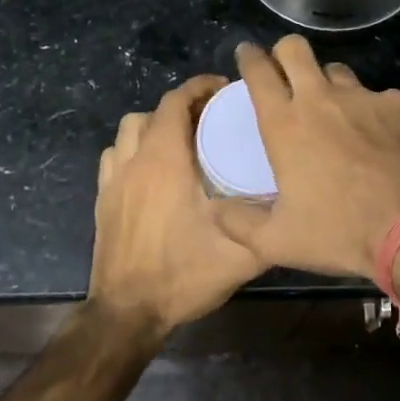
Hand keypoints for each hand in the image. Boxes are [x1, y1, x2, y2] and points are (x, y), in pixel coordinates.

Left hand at [88, 75, 266, 334]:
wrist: (127, 312)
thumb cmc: (183, 275)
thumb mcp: (241, 254)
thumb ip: (270, 226)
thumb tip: (296, 207)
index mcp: (165, 160)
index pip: (176, 102)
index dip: (200, 88)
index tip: (224, 89)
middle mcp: (135, 160)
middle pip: (153, 112)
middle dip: (181, 106)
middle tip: (211, 119)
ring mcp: (114, 180)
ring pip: (129, 131)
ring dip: (154, 126)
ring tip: (181, 141)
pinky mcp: (103, 200)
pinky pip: (114, 156)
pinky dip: (133, 150)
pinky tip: (152, 171)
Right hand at [214, 37, 399, 279]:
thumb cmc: (340, 231)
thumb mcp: (278, 241)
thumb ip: (239, 223)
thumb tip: (215, 210)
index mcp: (285, 124)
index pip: (258, 71)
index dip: (249, 57)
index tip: (246, 55)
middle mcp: (321, 98)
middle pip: (295, 48)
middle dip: (284, 52)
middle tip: (285, 72)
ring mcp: (364, 97)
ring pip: (337, 70)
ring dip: (328, 83)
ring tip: (334, 109)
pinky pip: (378, 96)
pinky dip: (372, 110)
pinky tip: (380, 135)